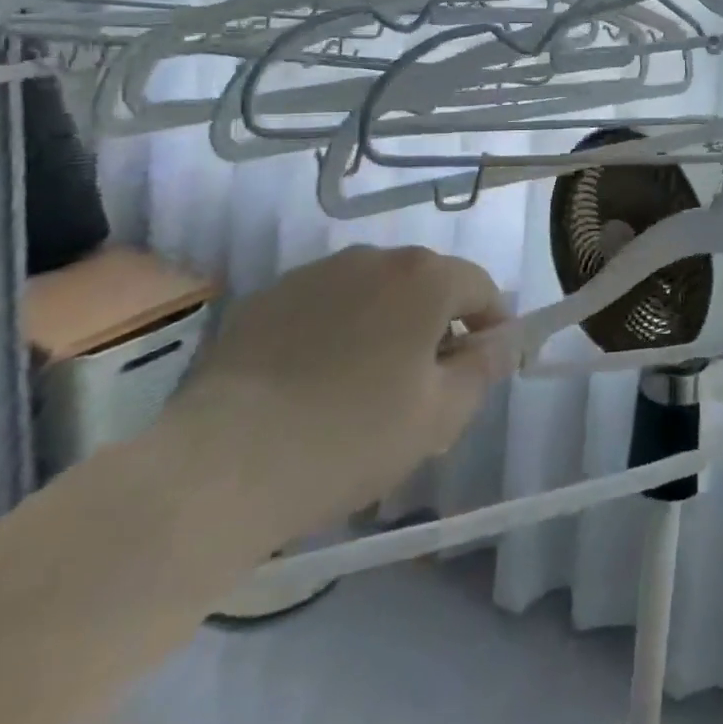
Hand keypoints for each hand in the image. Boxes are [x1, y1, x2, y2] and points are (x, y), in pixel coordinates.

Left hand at [172, 246, 509, 546]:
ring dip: (386, 324)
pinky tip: (315, 382)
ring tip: (367, 384)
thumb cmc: (349, 438)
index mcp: (423, 278)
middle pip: (425, 284)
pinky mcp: (267, 297)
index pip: (480, 287)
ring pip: (373, 292)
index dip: (492, 325)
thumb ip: (484, 368)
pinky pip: (324, 306)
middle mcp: (373, 257)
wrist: (219, 466)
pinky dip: (336, 330)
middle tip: (427, 384)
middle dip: (437, 324)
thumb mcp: (439, 416)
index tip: (485, 366)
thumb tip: (503, 340)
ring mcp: (315, 273)